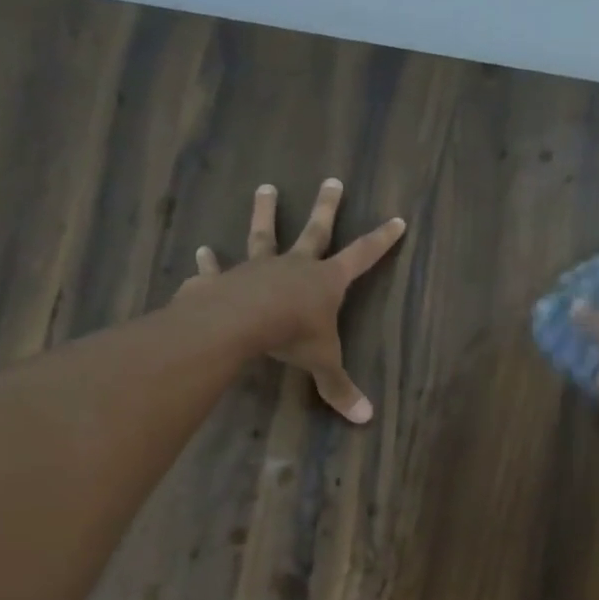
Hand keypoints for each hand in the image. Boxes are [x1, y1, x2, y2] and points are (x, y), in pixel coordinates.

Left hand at [177, 178, 405, 423]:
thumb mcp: (323, 364)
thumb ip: (340, 388)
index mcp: (326, 281)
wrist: (242, 322)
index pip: (362, 256)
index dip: (381, 240)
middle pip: (315, 231)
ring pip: (264, 235)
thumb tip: (365, 419)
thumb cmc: (292, 337)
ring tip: (265, 188)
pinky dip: (209, 263)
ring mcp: (258, 268)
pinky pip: (217, 269)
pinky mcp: (225, 279)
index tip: (397, 220)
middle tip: (332, 181)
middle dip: (327, 207)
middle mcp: (295, 266)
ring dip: (265, 213)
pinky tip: (201, 252)